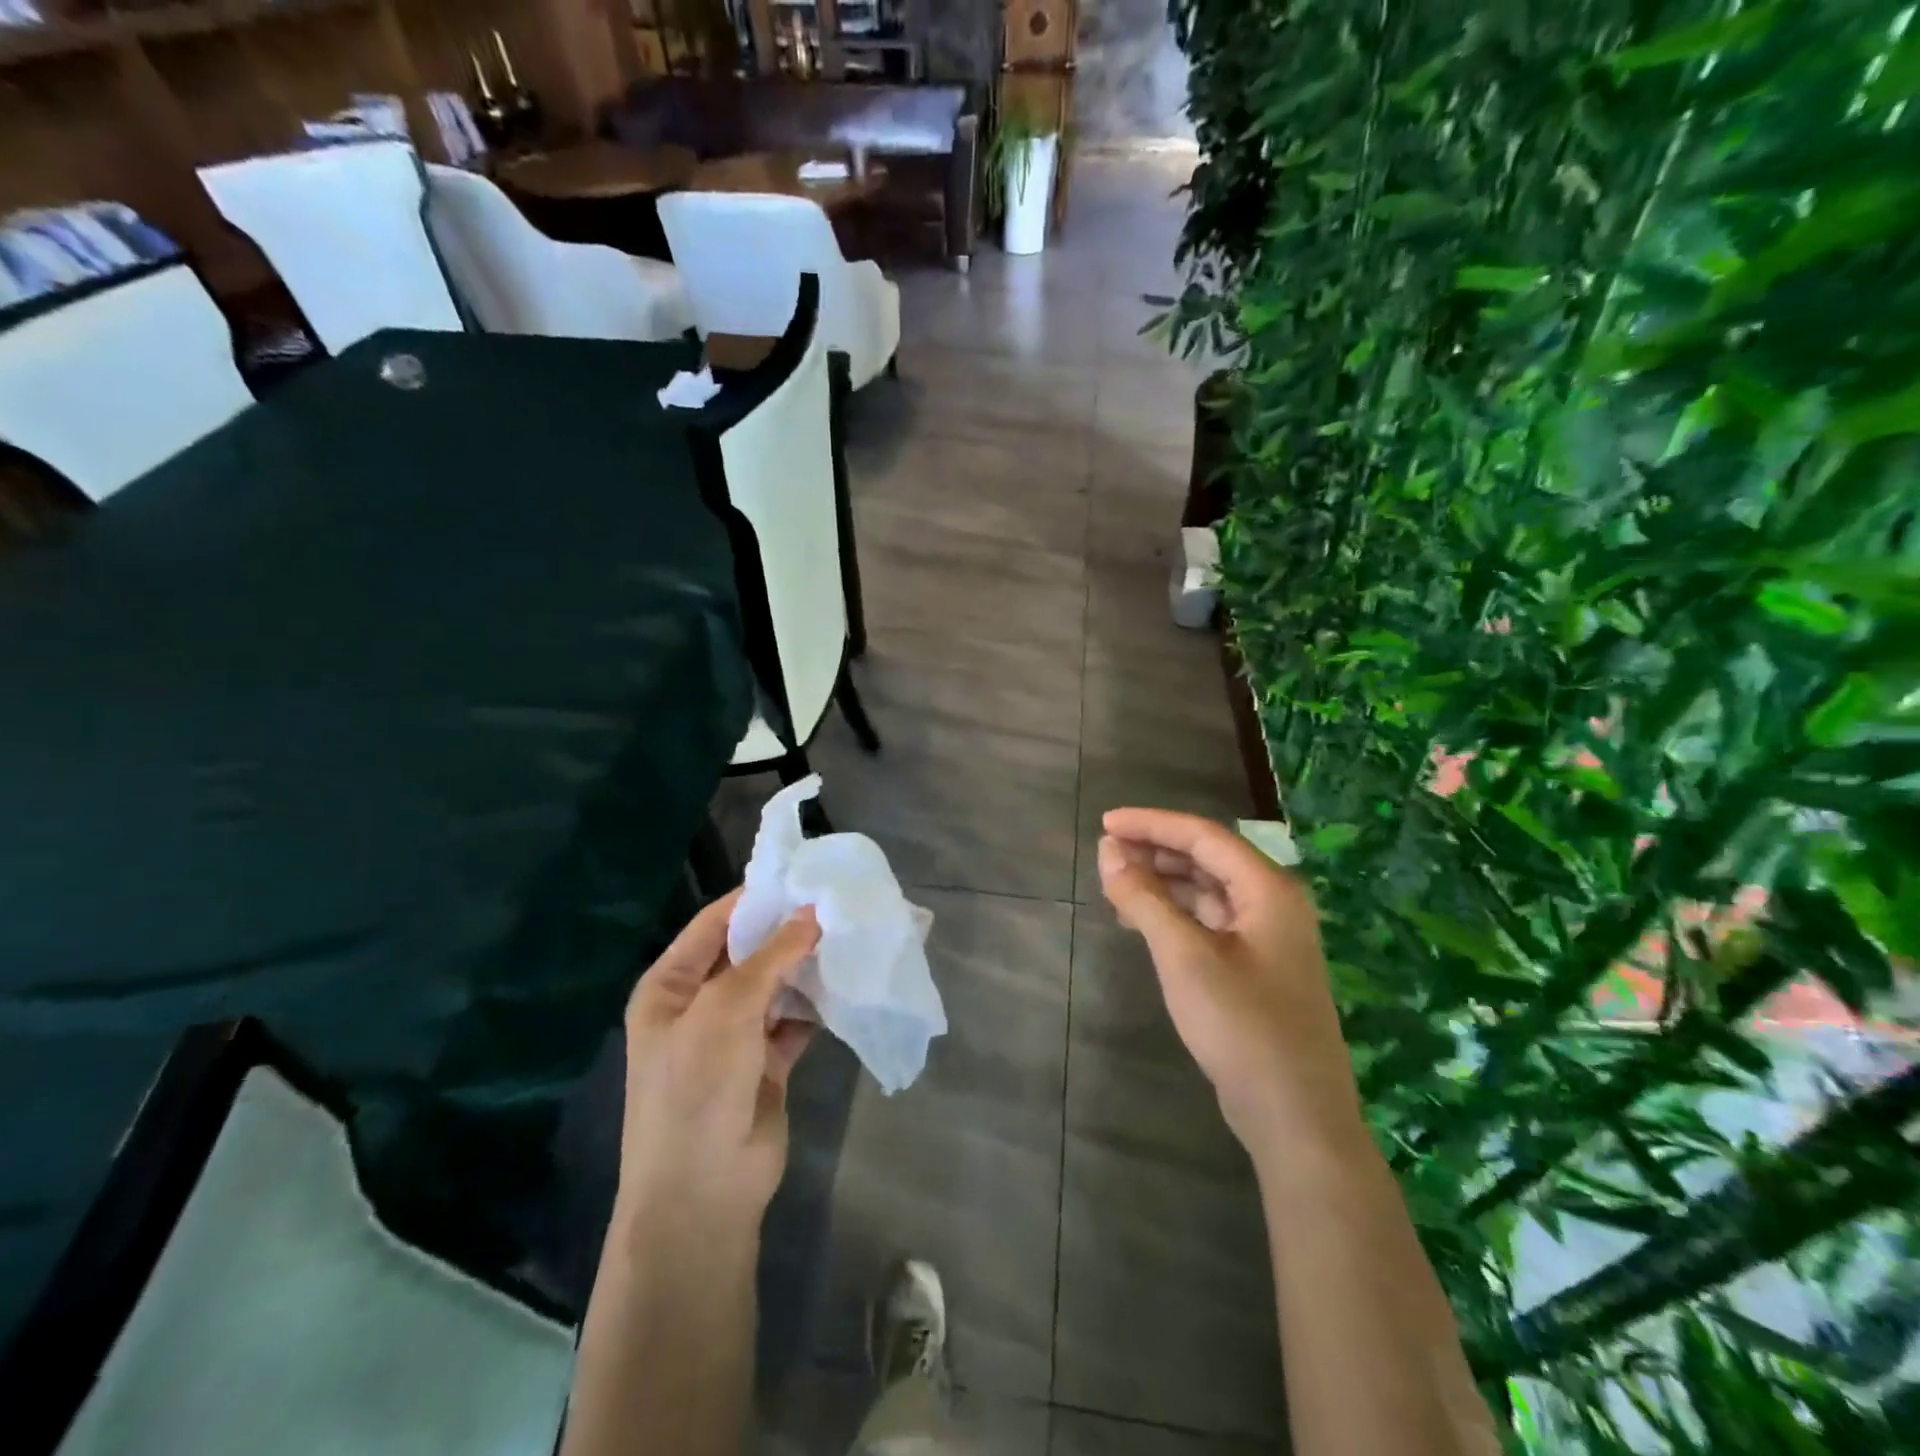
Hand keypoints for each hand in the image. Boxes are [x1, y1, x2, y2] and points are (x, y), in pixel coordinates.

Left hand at [619, 889, 820, 1235]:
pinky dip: (814, 1005)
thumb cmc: (696, 1086)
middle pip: (748, 954)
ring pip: (774, 986)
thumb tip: (812, 914)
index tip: (801, 875)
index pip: (714, 924)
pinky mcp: (765, 1063)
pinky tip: (844, 984)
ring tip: (847, 935)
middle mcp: (699, 1005)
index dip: (754, 899)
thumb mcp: (726, 1010)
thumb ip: (771, 957)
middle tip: (836, 903)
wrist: (702, 1193)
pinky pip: (793, 1020)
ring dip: (804, 967)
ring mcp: (732, 1036)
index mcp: (670, 986)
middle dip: (787, 932)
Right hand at [1097, 808, 1364, 1157]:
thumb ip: (1144, 898)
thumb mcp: (1183, 956)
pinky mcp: (1257, 967)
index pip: (1203, 835)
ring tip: (1116, 885)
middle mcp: (1273, 903)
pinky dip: (1176, 914)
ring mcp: (1268, 937)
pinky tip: (1144, 922)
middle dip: (1155, 851)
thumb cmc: (1241, 1026)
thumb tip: (1108, 850)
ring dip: (1163, 882)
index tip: (1105, 823)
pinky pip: (1210, 921)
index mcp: (1267, 889)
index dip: (1151, 824)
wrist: (1295, 1116)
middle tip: (1106, 854)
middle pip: (1207, 858)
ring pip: (1208, 890)